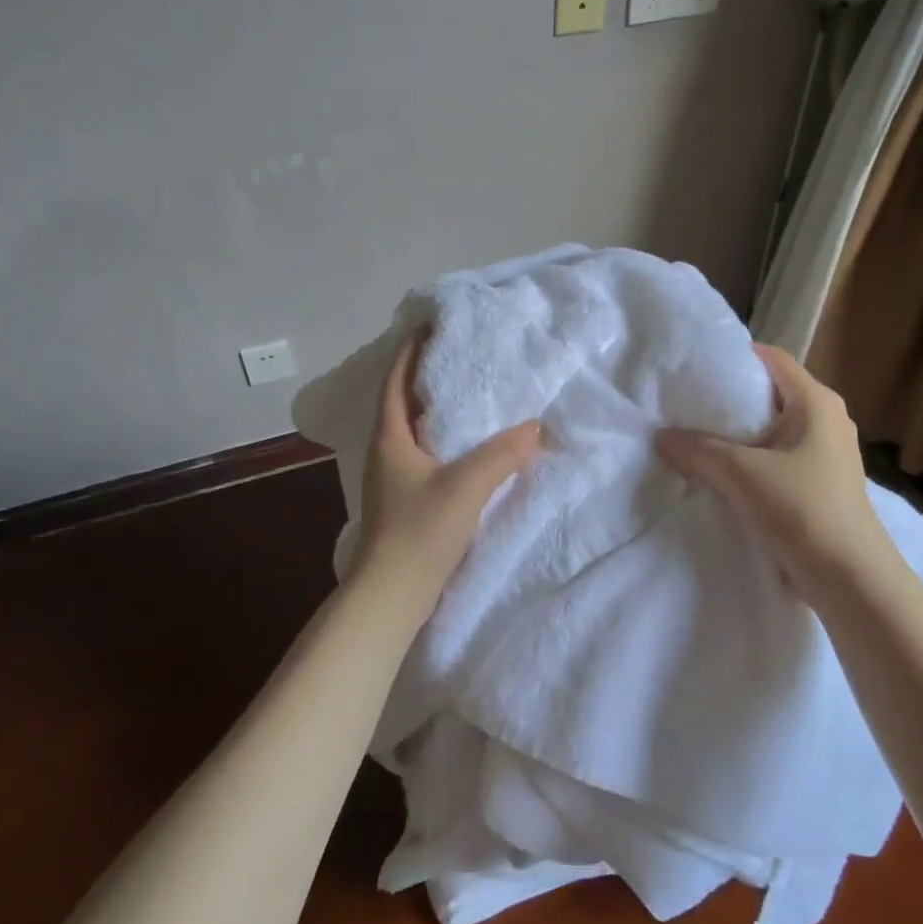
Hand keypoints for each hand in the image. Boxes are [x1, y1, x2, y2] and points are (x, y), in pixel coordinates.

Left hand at [348, 335, 541, 613]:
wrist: (391, 596)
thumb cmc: (420, 531)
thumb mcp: (466, 486)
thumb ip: (503, 454)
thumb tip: (536, 427)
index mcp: (390, 438)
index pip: (395, 382)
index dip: (409, 352)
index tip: (430, 327)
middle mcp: (386, 452)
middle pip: (402, 403)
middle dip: (426, 378)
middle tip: (459, 357)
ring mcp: (393, 480)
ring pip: (414, 432)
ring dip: (436, 411)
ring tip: (469, 396)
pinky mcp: (404, 502)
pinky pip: (424, 456)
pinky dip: (444, 442)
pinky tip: (468, 449)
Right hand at [655, 344, 903, 612]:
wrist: (850, 579)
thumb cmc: (802, 510)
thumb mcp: (740, 473)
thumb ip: (697, 449)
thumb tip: (660, 436)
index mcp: (816, 402)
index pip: (770, 358)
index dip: (732, 357)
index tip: (692, 366)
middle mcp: (825, 419)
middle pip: (768, 394)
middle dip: (726, 399)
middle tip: (682, 403)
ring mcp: (825, 453)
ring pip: (769, 431)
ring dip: (734, 436)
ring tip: (691, 438)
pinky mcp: (818, 484)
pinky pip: (775, 459)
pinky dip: (747, 461)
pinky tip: (716, 474)